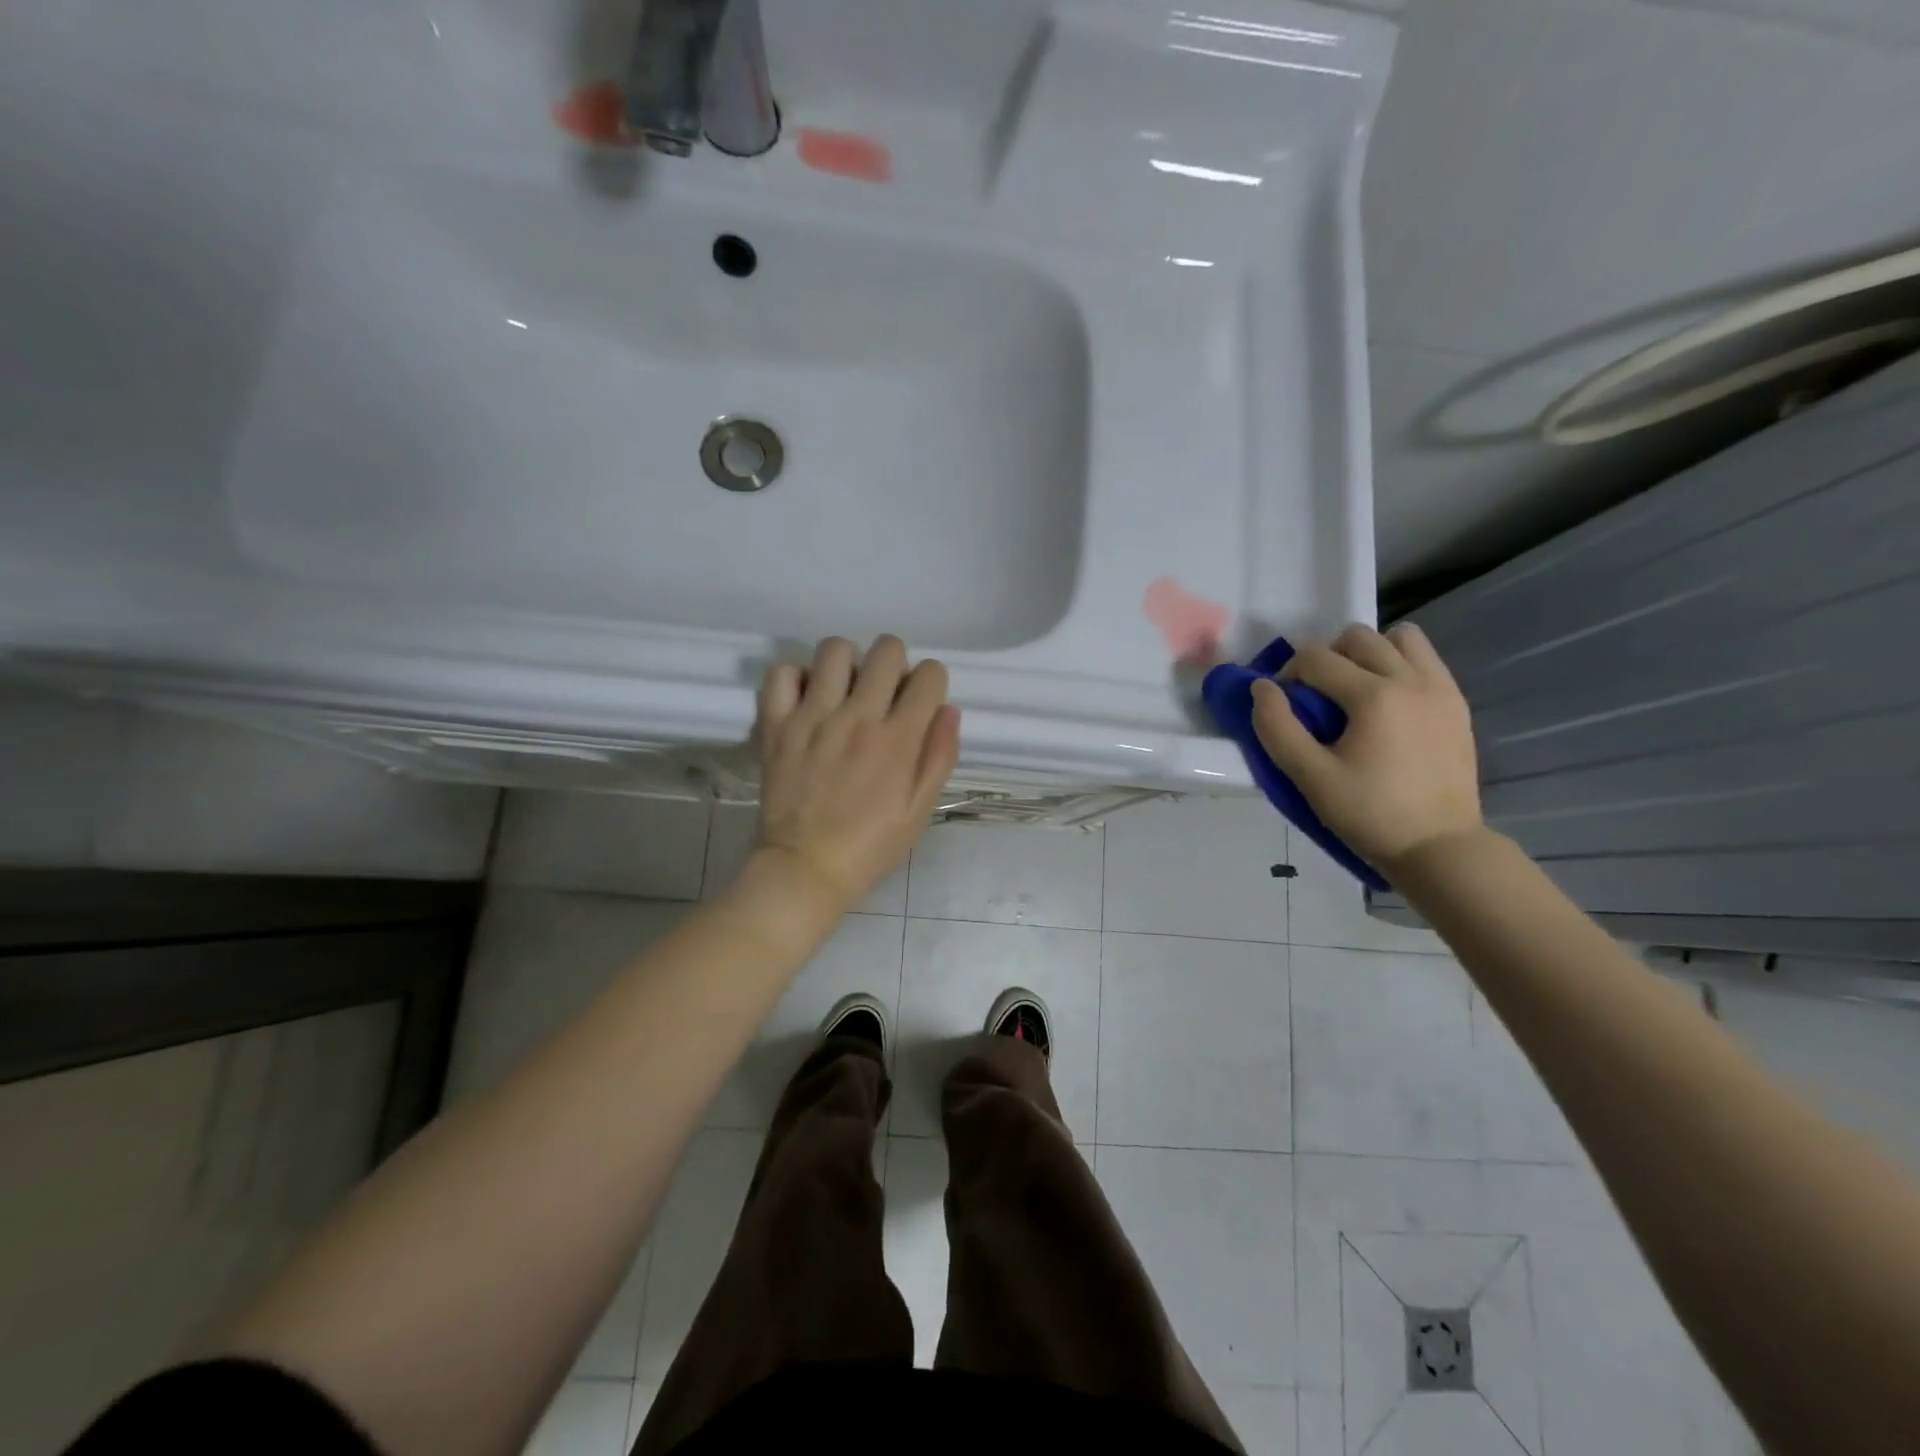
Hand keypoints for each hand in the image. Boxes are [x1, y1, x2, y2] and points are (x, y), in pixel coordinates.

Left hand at [752, 635, 961, 911]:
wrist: (805, 869)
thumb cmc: (871, 845)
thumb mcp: (920, 809)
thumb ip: (940, 756)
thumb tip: (948, 708)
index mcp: (898, 739)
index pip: (930, 674)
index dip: (931, 683)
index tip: (920, 703)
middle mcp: (858, 716)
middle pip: (886, 649)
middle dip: (895, 664)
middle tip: (884, 694)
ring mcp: (813, 716)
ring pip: (835, 650)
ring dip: (848, 664)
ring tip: (844, 691)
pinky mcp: (777, 724)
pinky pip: (782, 673)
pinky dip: (797, 678)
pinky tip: (807, 700)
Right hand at [1250, 622, 1482, 874]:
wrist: (1439, 847)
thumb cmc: (1369, 814)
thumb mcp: (1310, 777)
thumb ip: (1277, 727)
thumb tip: (1260, 687)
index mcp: (1374, 696)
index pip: (1316, 657)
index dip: (1288, 674)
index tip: (1284, 706)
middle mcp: (1411, 679)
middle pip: (1356, 637)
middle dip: (1326, 657)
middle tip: (1316, 697)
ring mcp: (1440, 688)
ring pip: (1398, 638)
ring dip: (1368, 653)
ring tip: (1355, 691)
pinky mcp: (1456, 703)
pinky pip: (1424, 659)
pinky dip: (1398, 665)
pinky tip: (1385, 703)